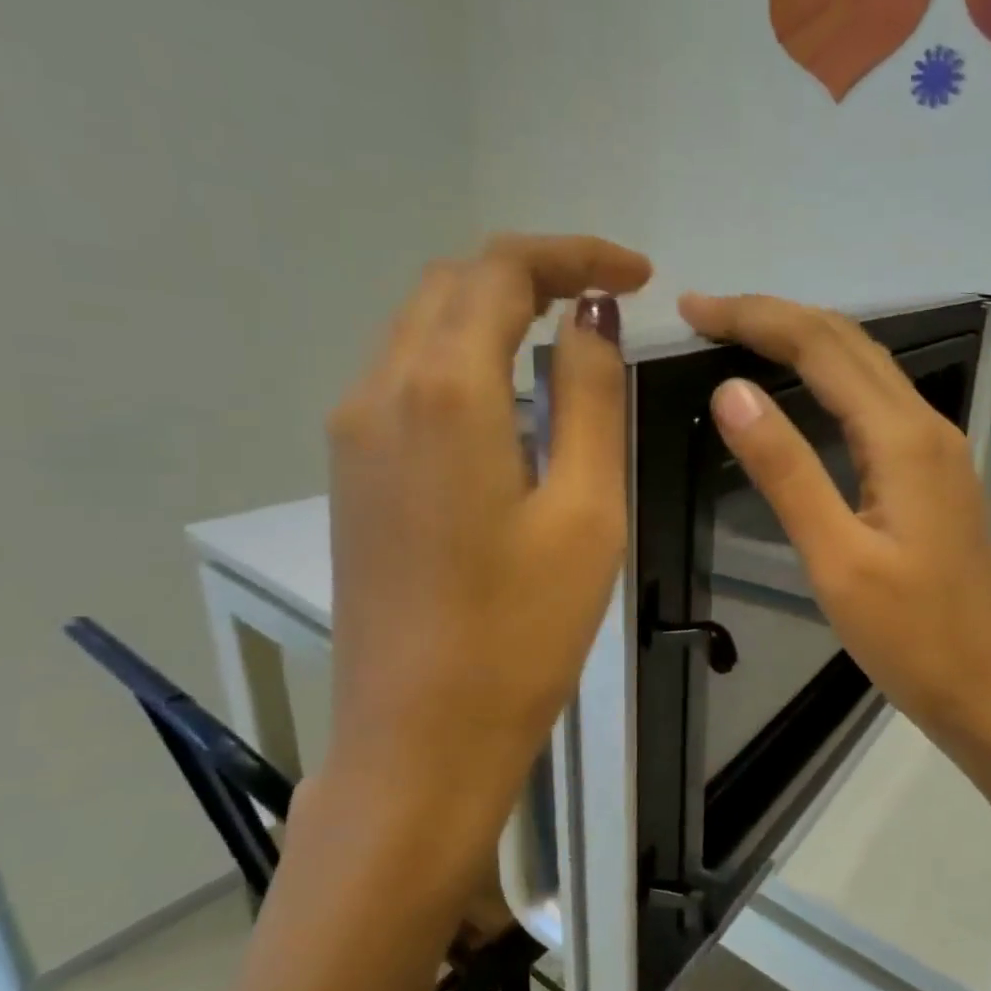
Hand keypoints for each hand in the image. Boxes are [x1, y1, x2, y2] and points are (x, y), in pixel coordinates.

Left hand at [315, 235, 649, 892]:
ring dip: (495, 313)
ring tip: (568, 339)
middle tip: (609, 300)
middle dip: (534, 273)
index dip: (574, 255)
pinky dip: (464, 357)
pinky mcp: (352, 473)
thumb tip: (590, 319)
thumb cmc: (521, 630)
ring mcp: (353, 433)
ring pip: (422, 326)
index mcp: (443, 389)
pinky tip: (512, 397)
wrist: (420, 735)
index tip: (638, 276)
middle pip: (453, 285)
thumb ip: (588, 397)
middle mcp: (380, 390)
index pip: (502, 271)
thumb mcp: (585, 510)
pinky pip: (406, 377)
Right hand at [680, 292, 990, 770]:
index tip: (693, 308)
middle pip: (848, 345)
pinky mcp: (933, 479)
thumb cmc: (912, 639)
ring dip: (805, 343)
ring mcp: (936, 453)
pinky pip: (877, 405)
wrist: (990, 692)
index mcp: (903, 439)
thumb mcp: (836, 560)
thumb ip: (786, 472)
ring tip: (743, 339)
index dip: (756, 318)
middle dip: (777, 318)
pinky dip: (830, 381)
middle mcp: (926, 428)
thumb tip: (732, 391)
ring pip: (866, 371)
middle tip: (707, 316)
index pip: (821, 347)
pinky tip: (803, 395)